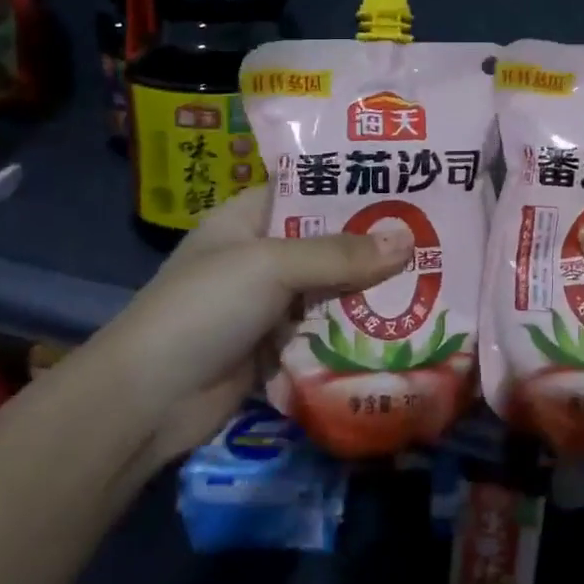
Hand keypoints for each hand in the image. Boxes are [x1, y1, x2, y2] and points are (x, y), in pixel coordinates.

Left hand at [84, 186, 410, 466]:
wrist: (147, 402)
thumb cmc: (203, 309)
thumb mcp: (270, 266)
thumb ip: (339, 253)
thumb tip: (408, 241)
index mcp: (247, 219)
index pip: (306, 187)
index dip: (352, 183)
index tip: (405, 181)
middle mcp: (260, 256)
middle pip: (327, 240)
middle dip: (374, 241)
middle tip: (435, 233)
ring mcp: (269, 304)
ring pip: (332, 288)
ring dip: (372, 289)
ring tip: (433, 276)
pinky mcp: (279, 346)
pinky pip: (327, 330)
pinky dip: (358, 329)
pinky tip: (404, 325)